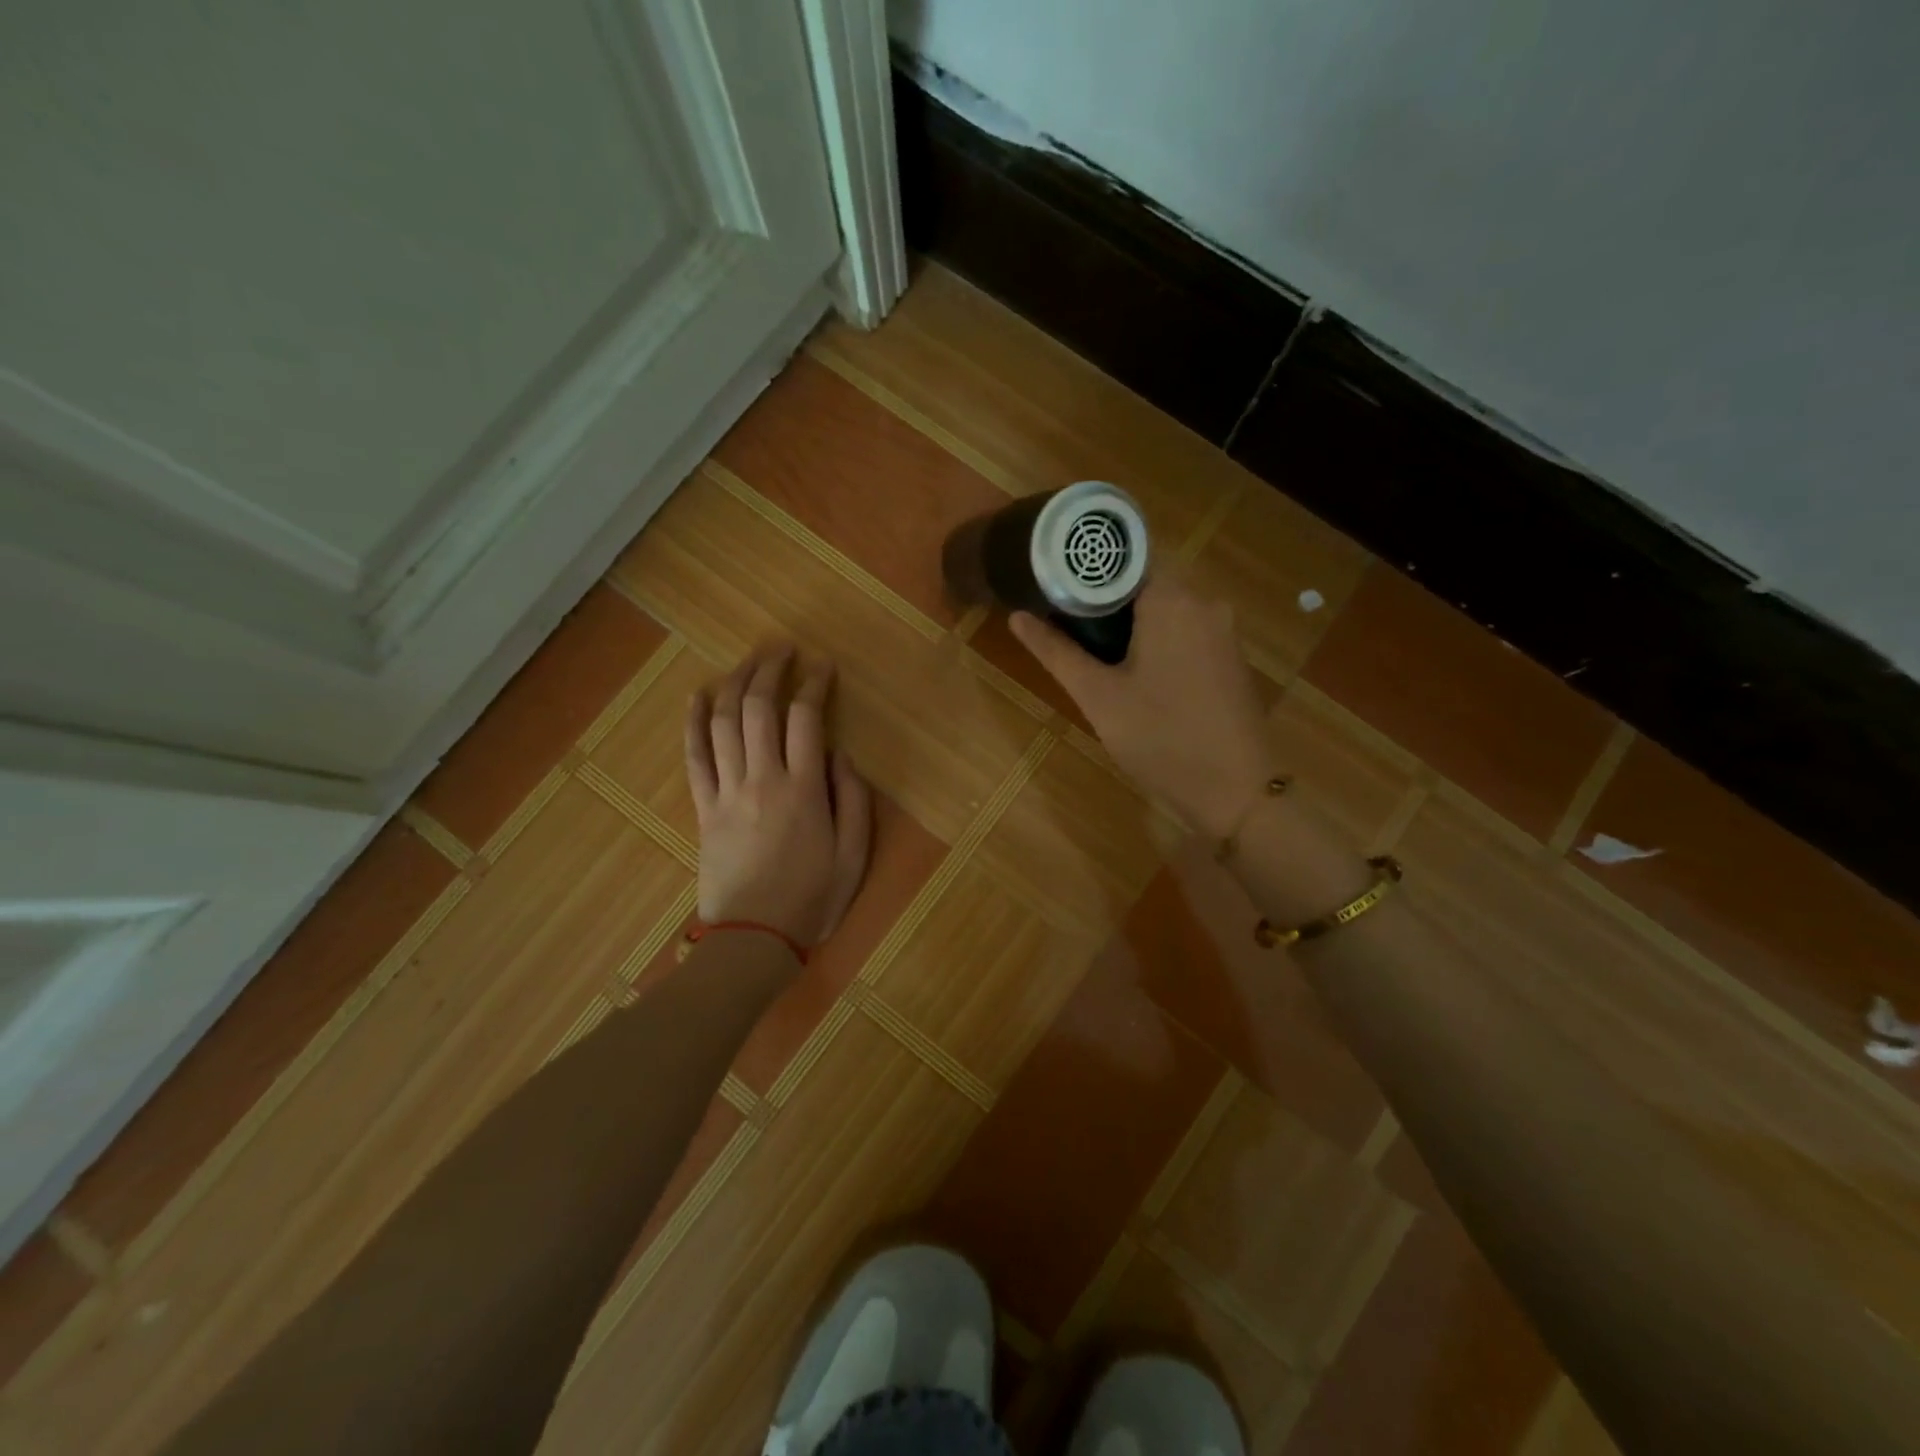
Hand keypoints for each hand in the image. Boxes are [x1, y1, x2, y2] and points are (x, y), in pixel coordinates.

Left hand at [685, 645, 871, 946]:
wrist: (754, 938)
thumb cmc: (812, 898)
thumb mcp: (854, 855)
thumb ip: (854, 799)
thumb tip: (840, 754)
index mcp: (804, 790)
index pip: (806, 719)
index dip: (814, 684)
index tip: (823, 666)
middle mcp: (762, 779)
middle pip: (759, 708)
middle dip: (771, 670)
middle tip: (782, 648)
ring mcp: (727, 792)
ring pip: (724, 723)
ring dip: (735, 684)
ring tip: (748, 660)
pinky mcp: (704, 808)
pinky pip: (694, 756)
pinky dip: (694, 722)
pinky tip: (698, 695)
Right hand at [1010, 573, 1272, 839]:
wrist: (1237, 792)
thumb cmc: (1161, 739)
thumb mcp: (1098, 697)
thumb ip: (1056, 652)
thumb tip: (1017, 616)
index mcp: (1173, 599)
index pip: (1124, 557)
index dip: (1086, 568)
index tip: (1054, 586)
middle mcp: (1205, 602)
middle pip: (1144, 581)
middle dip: (1104, 598)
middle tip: (1064, 622)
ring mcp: (1223, 631)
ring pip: (1166, 607)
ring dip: (1129, 621)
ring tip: (1090, 647)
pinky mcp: (1230, 657)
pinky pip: (1186, 630)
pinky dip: (1156, 638)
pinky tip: (1133, 670)